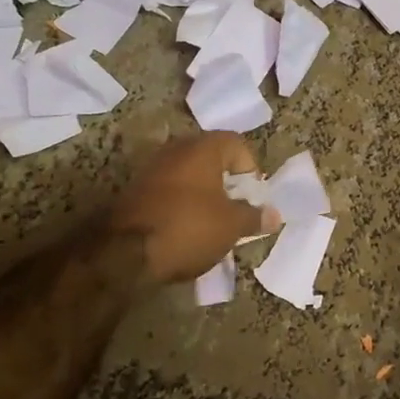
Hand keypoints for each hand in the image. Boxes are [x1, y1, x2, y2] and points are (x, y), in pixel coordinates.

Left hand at [111, 133, 279, 283]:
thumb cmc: (189, 228)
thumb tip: (274, 215)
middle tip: (236, 209)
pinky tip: (187, 229)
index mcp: (202, 149)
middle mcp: (175, 150)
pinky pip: (169, 191)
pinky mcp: (135, 191)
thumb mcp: (232, 226)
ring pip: (189, 175)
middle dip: (227, 182)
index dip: (250, 170)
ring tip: (213, 223)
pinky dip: (182, 204)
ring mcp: (151, 169)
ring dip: (204, 194)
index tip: (252, 198)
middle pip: (212, 158)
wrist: (124, 254)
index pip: (237, 144)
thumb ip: (255, 217)